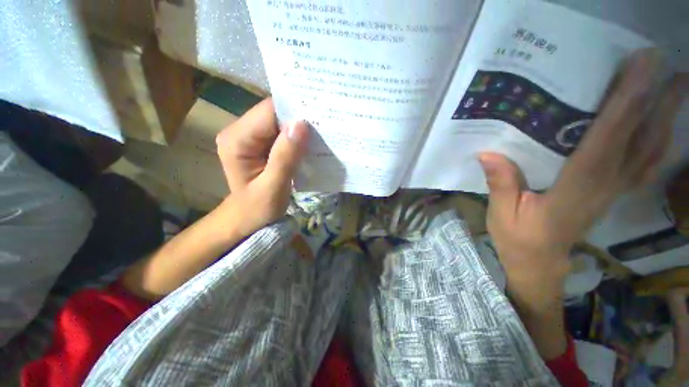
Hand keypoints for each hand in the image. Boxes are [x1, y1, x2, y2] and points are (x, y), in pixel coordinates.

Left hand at [216, 98, 308, 236]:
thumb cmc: (258, 208)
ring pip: (278, 121)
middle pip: (273, 114)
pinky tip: (308, 144)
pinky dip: (295, 136)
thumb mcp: (274, 187)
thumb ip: (285, 158)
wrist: (248, 217)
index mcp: (237, 141)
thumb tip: (301, 125)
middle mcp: (239, 132)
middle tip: (322, 128)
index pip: (267, 113)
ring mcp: (249, 136)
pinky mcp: (259, 143)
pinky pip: (280, 132)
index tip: (318, 119)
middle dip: (298, 119)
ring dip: (298, 128)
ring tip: (319, 136)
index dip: (293, 113)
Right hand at [479, 49, 686, 306]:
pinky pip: (643, 166)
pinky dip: (658, 143)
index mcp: (575, 191)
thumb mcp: (502, 214)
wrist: (539, 265)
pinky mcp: (611, 194)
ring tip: (674, 84)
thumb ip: (501, 184)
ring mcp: (612, 191)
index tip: (640, 68)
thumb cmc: (518, 240)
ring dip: (663, 117)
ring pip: (648, 151)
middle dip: (653, 99)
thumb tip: (488, 152)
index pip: (605, 142)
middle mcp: (604, 187)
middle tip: (661, 62)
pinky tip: (663, 128)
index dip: (624, 104)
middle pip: (636, 139)